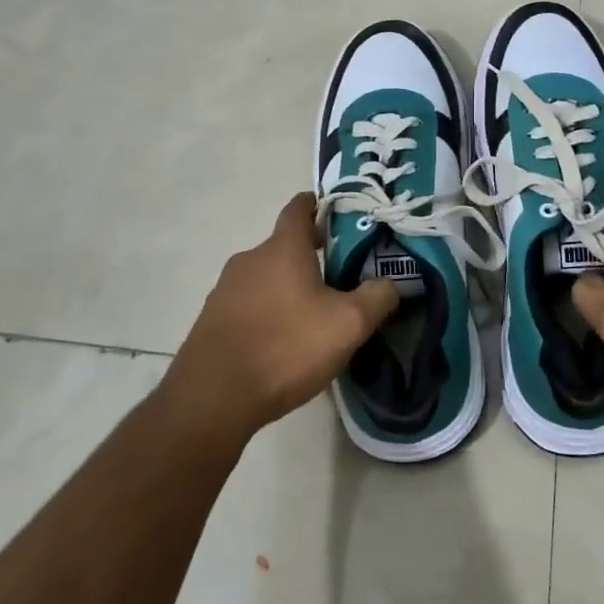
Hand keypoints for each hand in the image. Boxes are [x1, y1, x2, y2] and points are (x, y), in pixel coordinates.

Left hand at [157, 193, 397, 449]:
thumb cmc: (286, 347)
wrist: (213, 398)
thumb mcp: (348, 325)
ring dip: (288, 287)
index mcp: (282, 248)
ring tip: (313, 314)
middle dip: (311, 256)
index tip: (337, 213)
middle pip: (284, 246)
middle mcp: (249, 259)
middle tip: (340, 277)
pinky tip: (282, 341)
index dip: (318, 205)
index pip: (298, 208)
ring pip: (266, 277)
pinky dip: (267, 311)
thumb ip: (377, 297)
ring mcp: (225, 289)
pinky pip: (248, 304)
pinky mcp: (211, 319)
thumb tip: (391, 283)